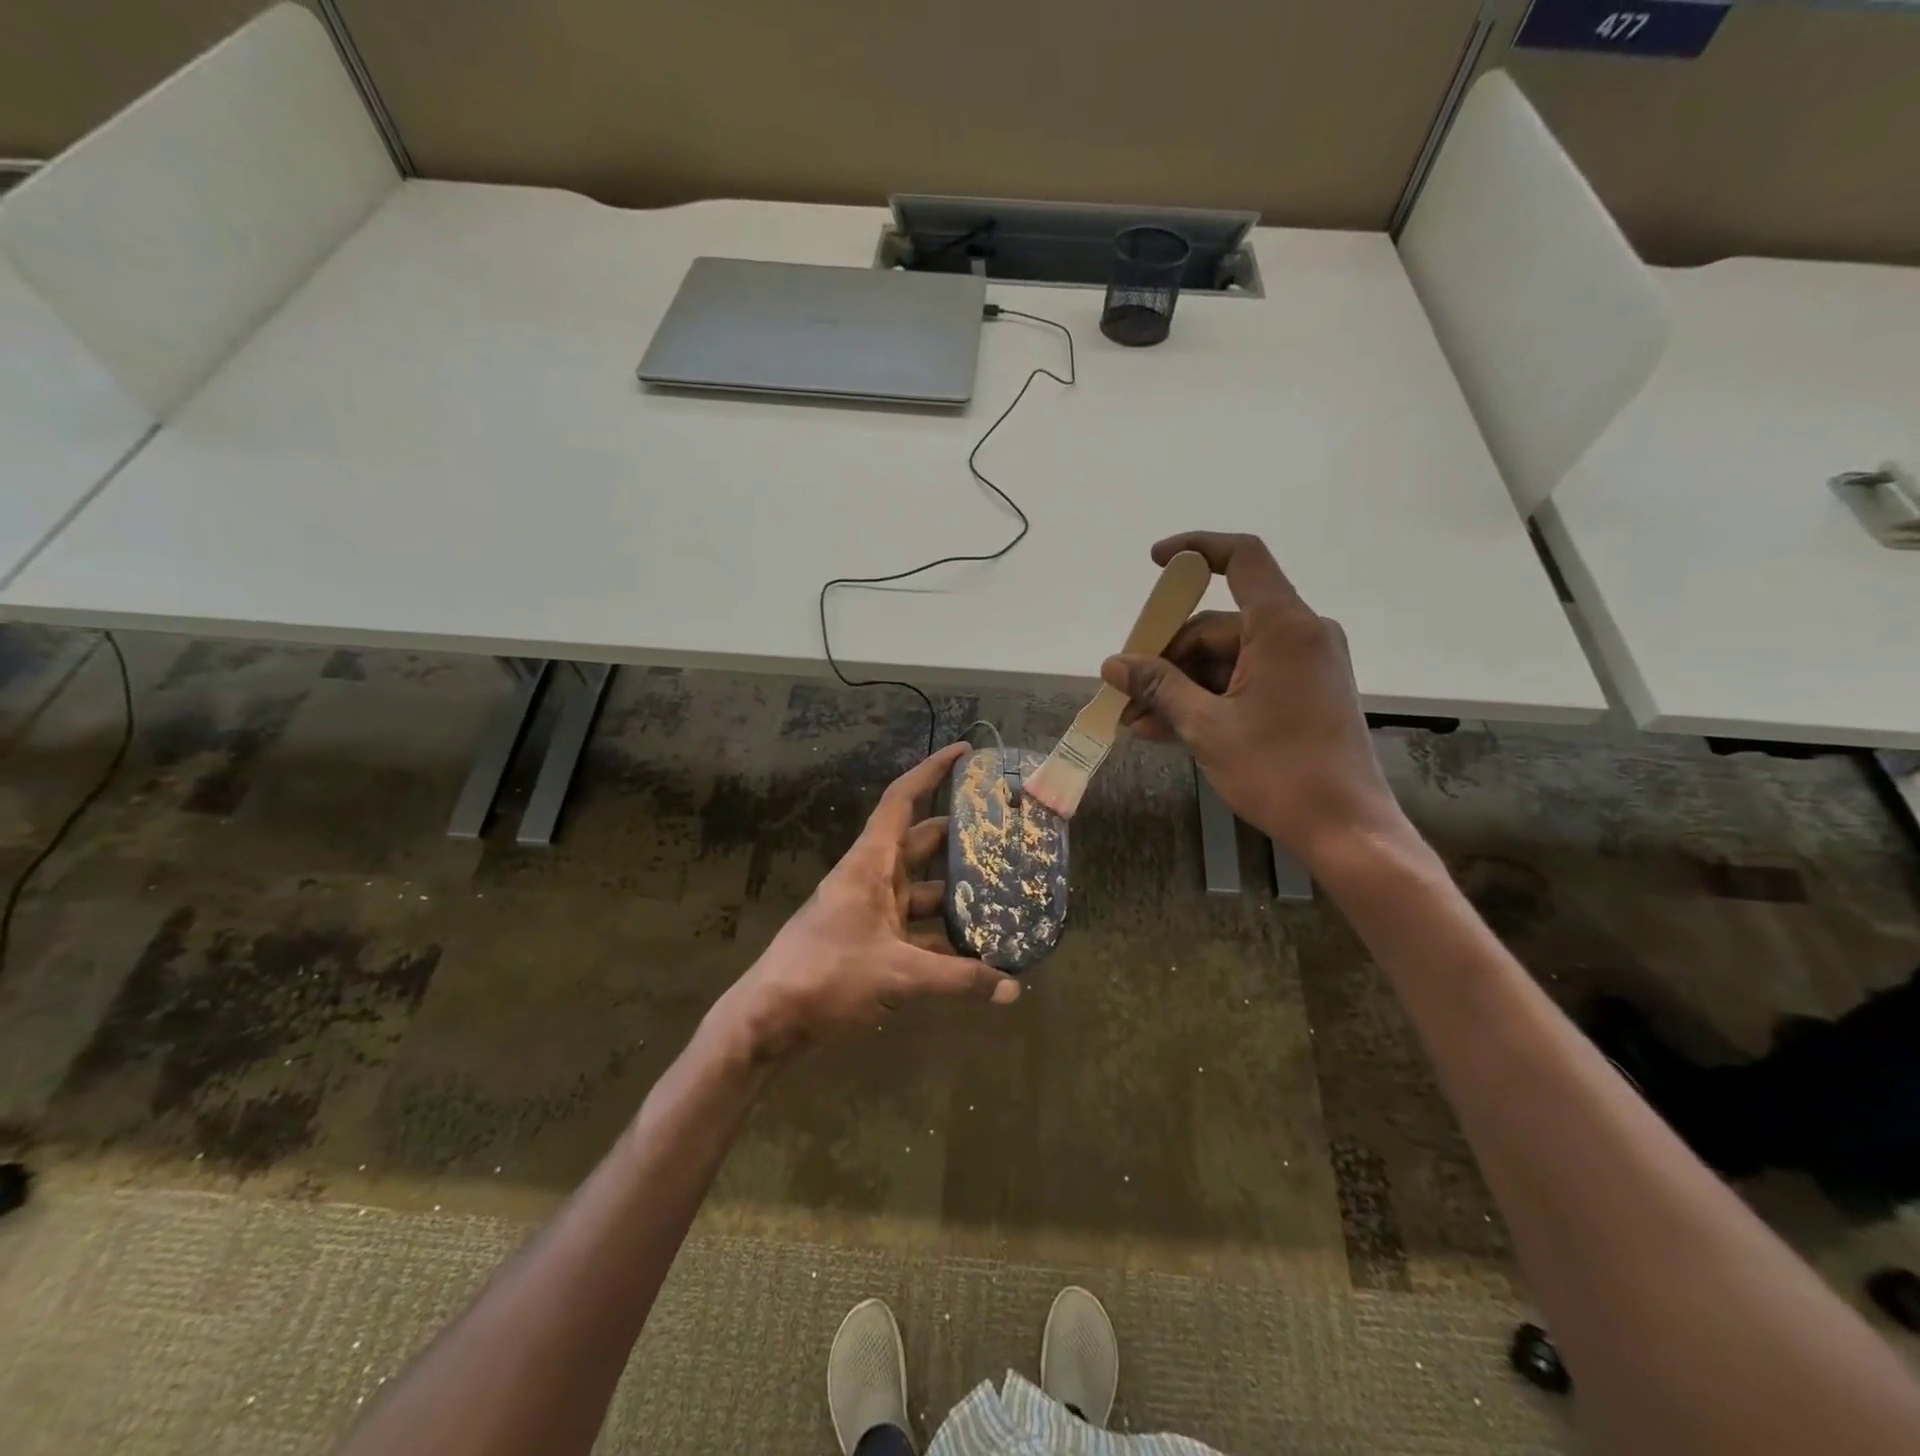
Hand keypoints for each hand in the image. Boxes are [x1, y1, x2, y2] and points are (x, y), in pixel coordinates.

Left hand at [710, 743, 1019, 1060]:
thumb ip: (958, 979)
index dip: (932, 771)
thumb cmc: (827, 975)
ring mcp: (872, 911)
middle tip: (1007, 836)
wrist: (769, 1019)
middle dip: (962, 839)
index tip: (965, 752)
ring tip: (1006, 898)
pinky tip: (979, 952)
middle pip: (923, 844)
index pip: (902, 800)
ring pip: (925, 891)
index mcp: (871, 863)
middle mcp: (873, 877)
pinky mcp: (873, 942)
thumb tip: (1012, 989)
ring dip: (958, 896)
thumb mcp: (898, 973)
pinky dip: (945, 937)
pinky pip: (917, 928)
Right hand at [1102, 532, 1406, 869]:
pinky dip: (1205, 700)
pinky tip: (1162, 729)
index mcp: (1283, 628)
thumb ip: (1158, 687)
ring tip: (1135, 721)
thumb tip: (1114, 664)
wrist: (1345, 829)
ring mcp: (1301, 667)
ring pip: (1224, 660)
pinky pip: (1242, 683)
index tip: (1154, 563)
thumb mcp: (1206, 727)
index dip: (1195, 549)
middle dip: (1166, 657)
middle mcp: (1298, 636)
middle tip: (1126, 690)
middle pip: (1217, 626)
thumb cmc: (1278, 771)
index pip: (1242, 559)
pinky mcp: (1300, 695)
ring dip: (1178, 687)